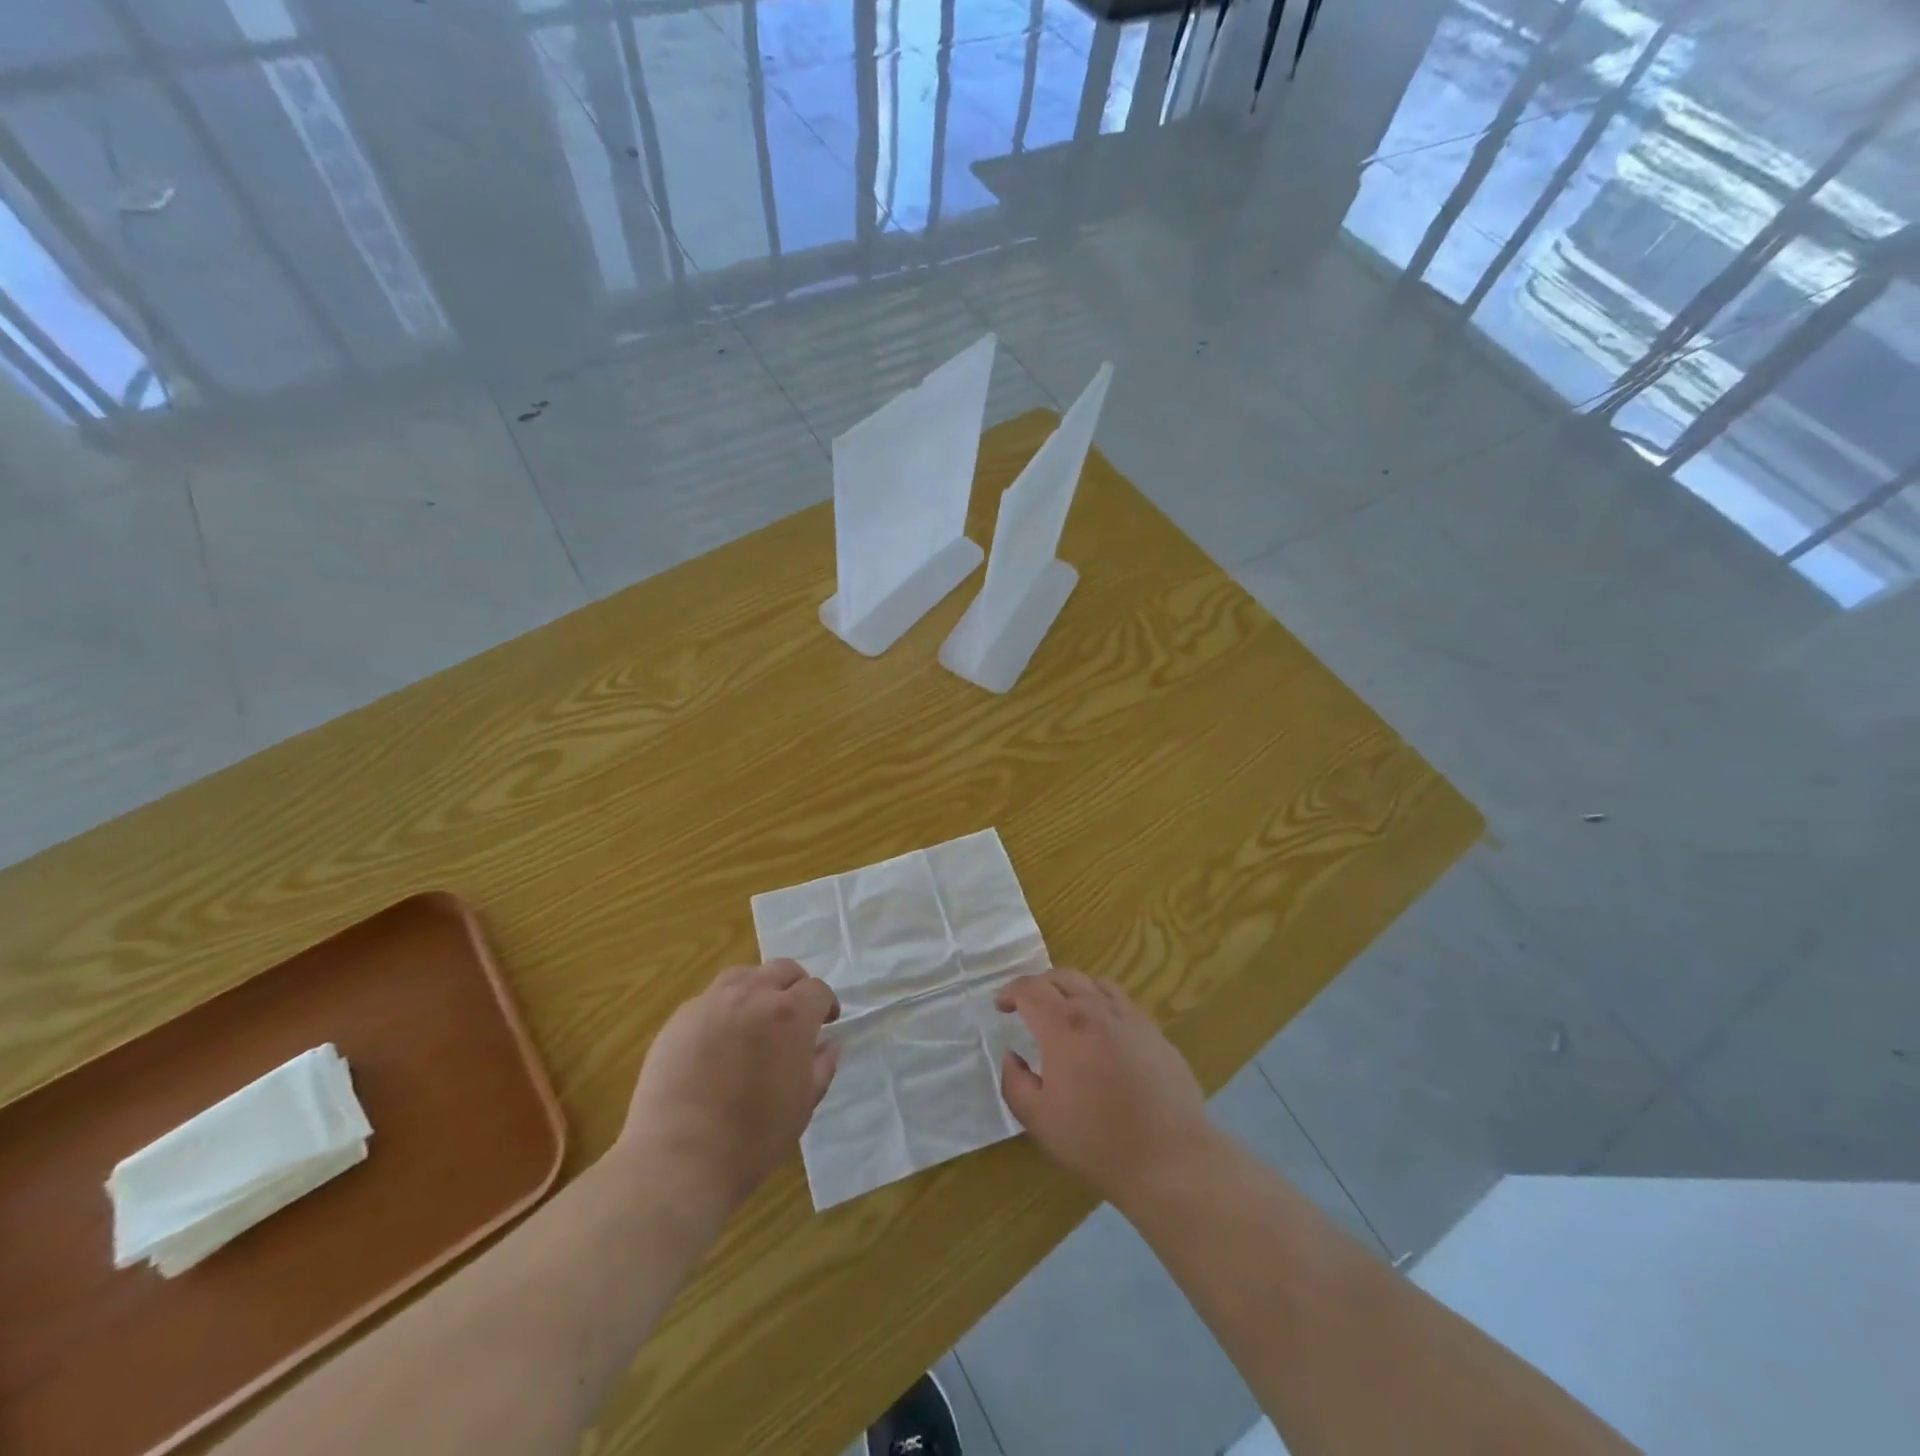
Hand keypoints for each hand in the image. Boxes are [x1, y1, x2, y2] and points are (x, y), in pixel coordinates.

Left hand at [618, 960, 839, 1215]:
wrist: (679, 1159)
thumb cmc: (753, 1137)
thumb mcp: (803, 1105)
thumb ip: (822, 1066)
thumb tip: (829, 1044)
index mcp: (790, 1014)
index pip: (817, 989)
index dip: (826, 1003)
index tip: (827, 1021)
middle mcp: (753, 995)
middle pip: (782, 970)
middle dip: (795, 987)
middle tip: (795, 1014)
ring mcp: (712, 1003)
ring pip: (744, 976)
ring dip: (758, 989)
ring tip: (756, 1017)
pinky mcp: (680, 1019)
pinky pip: (710, 999)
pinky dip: (724, 1008)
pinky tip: (719, 1039)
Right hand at [996, 970, 1213, 1207]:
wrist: (1169, 1158)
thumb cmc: (1096, 1141)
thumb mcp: (1039, 1120)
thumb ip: (1015, 1082)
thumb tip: (1012, 1056)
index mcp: (1063, 1026)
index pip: (1030, 990)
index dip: (1010, 992)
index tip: (1001, 1006)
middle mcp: (1095, 1009)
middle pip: (1061, 977)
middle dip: (1038, 985)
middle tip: (1027, 1005)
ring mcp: (1129, 1016)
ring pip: (1093, 982)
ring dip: (1070, 988)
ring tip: (1063, 1010)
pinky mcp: (1153, 1030)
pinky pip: (1120, 1001)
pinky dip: (1099, 1001)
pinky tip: (1100, 1029)